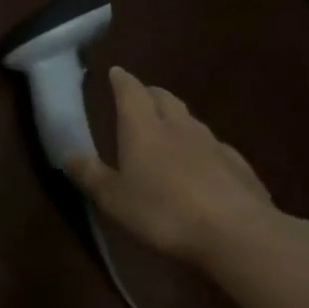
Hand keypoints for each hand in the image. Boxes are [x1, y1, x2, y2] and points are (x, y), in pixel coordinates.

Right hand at [66, 66, 278, 263]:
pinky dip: (202, 147)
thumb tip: (68, 154)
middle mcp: (179, 128)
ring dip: (176, 119)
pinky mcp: (240, 168)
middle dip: (150, 94)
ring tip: (168, 129)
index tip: (115, 72)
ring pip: (191, 121)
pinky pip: (215, 147)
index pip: (131, 93)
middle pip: (165, 99)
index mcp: (144, 129)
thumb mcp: (114, 198)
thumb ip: (90, 174)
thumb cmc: (164, 212)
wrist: (239, 235)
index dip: (121, 81)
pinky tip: (202, 163)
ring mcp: (214, 146)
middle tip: (139, 96)